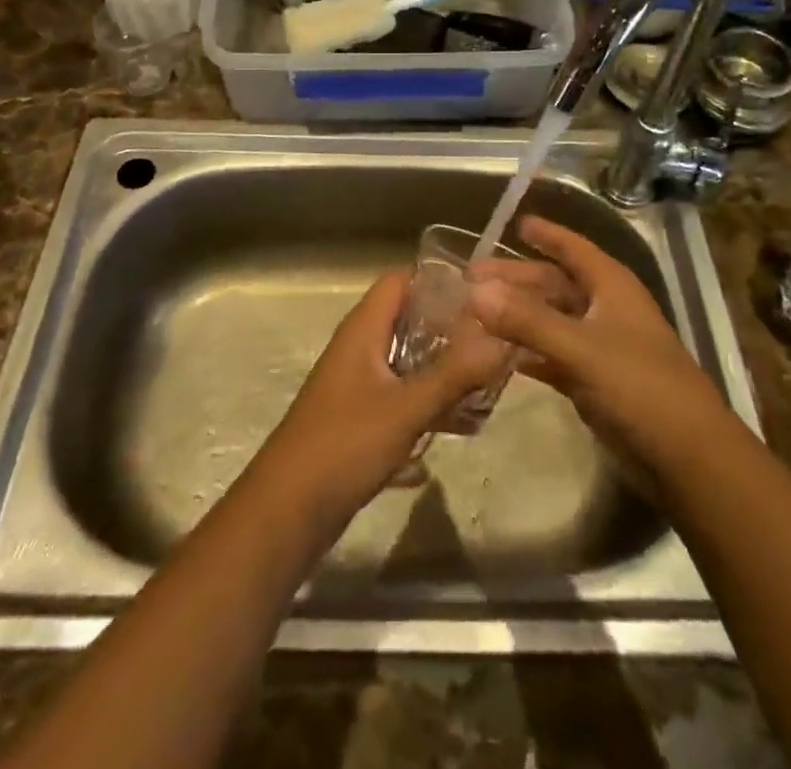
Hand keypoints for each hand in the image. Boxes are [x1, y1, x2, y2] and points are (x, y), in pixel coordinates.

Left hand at [249, 267, 513, 532]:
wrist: (287, 511)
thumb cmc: (344, 445)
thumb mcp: (406, 408)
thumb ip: (455, 374)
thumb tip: (504, 338)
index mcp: (363, 329)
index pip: (402, 280)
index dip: (439, 281)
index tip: (483, 297)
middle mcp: (359, 347)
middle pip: (410, 320)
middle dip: (452, 331)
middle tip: (496, 343)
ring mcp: (358, 383)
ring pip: (409, 361)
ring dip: (443, 371)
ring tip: (488, 386)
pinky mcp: (360, 417)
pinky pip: (402, 396)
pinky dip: (428, 403)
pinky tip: (462, 427)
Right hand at [469, 217, 737, 484]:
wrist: (688, 457)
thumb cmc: (640, 386)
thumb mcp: (581, 348)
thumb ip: (527, 320)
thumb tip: (475, 292)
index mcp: (611, 286)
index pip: (573, 248)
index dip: (546, 234)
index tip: (515, 222)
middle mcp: (605, 309)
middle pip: (554, 284)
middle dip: (516, 279)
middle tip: (470, 278)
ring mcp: (600, 346)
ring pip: (550, 320)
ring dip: (516, 316)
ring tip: (473, 314)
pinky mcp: (593, 381)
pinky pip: (551, 355)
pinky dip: (526, 352)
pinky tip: (496, 354)